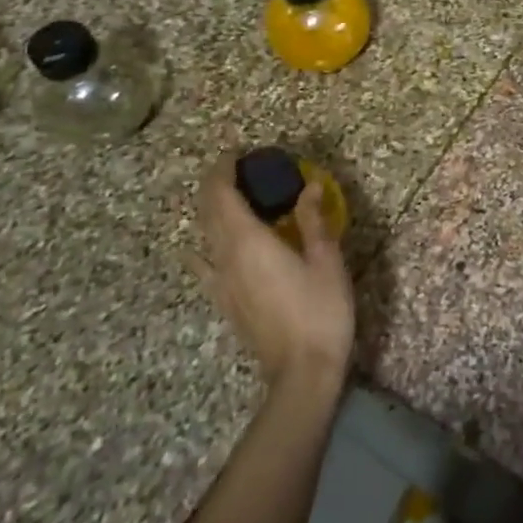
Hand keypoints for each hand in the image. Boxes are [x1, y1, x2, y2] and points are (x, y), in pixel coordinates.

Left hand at [195, 158, 353, 388]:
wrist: (302, 371)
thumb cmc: (320, 310)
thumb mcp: (326, 260)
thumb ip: (313, 221)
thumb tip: (309, 187)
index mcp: (249, 241)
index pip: (222, 194)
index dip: (224, 169)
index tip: (235, 151)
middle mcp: (225, 257)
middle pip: (207, 211)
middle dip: (215, 184)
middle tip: (236, 167)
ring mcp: (221, 282)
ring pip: (203, 235)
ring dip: (210, 210)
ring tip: (230, 197)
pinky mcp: (225, 302)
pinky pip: (203, 266)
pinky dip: (200, 248)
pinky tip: (196, 249)